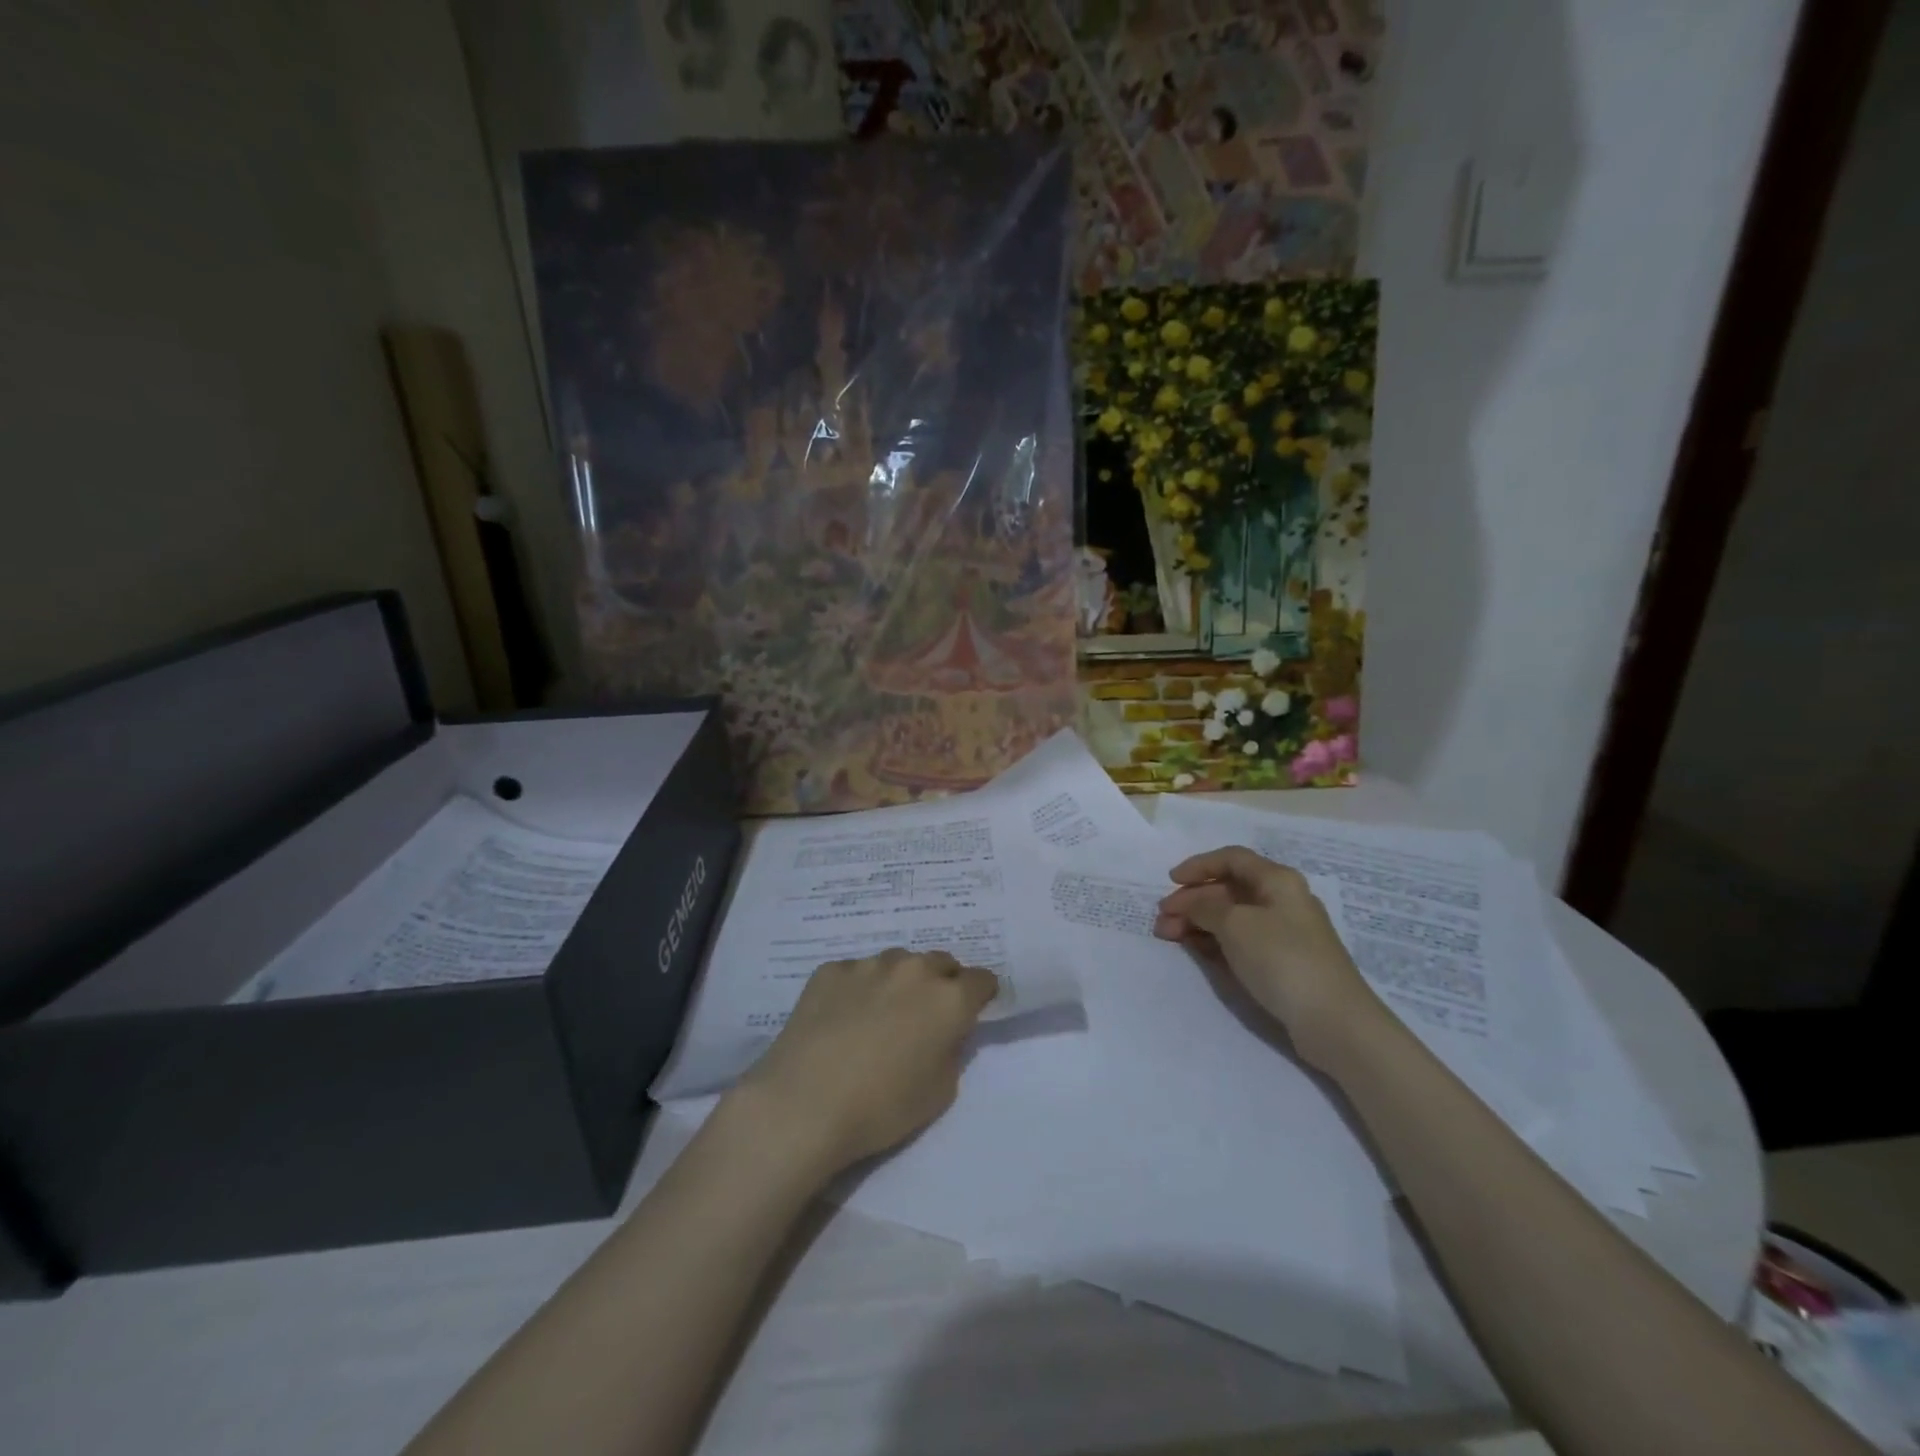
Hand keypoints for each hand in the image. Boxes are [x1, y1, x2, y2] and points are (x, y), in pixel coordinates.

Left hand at [735, 949, 998, 1171]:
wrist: (804, 1103)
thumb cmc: (881, 1108)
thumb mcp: (940, 1092)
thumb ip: (951, 1050)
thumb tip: (944, 1032)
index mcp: (948, 999)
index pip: (981, 980)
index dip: (980, 995)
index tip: (972, 1010)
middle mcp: (913, 970)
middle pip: (940, 962)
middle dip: (941, 982)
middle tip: (925, 1014)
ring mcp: (869, 965)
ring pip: (897, 962)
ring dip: (900, 981)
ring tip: (880, 1014)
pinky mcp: (831, 970)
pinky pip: (856, 972)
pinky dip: (858, 989)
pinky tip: (841, 1018)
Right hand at [1153, 846, 1381, 1067]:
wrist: (1333, 1021)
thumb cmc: (1282, 958)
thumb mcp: (1235, 924)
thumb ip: (1204, 907)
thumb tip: (1189, 903)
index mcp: (1277, 881)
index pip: (1232, 859)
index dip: (1199, 866)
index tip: (1170, 882)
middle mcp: (1282, 901)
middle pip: (1229, 890)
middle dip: (1192, 901)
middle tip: (1162, 920)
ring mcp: (1283, 934)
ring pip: (1232, 918)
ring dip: (1198, 922)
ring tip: (1169, 937)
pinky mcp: (1282, 963)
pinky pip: (1240, 942)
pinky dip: (1215, 942)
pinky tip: (1195, 950)